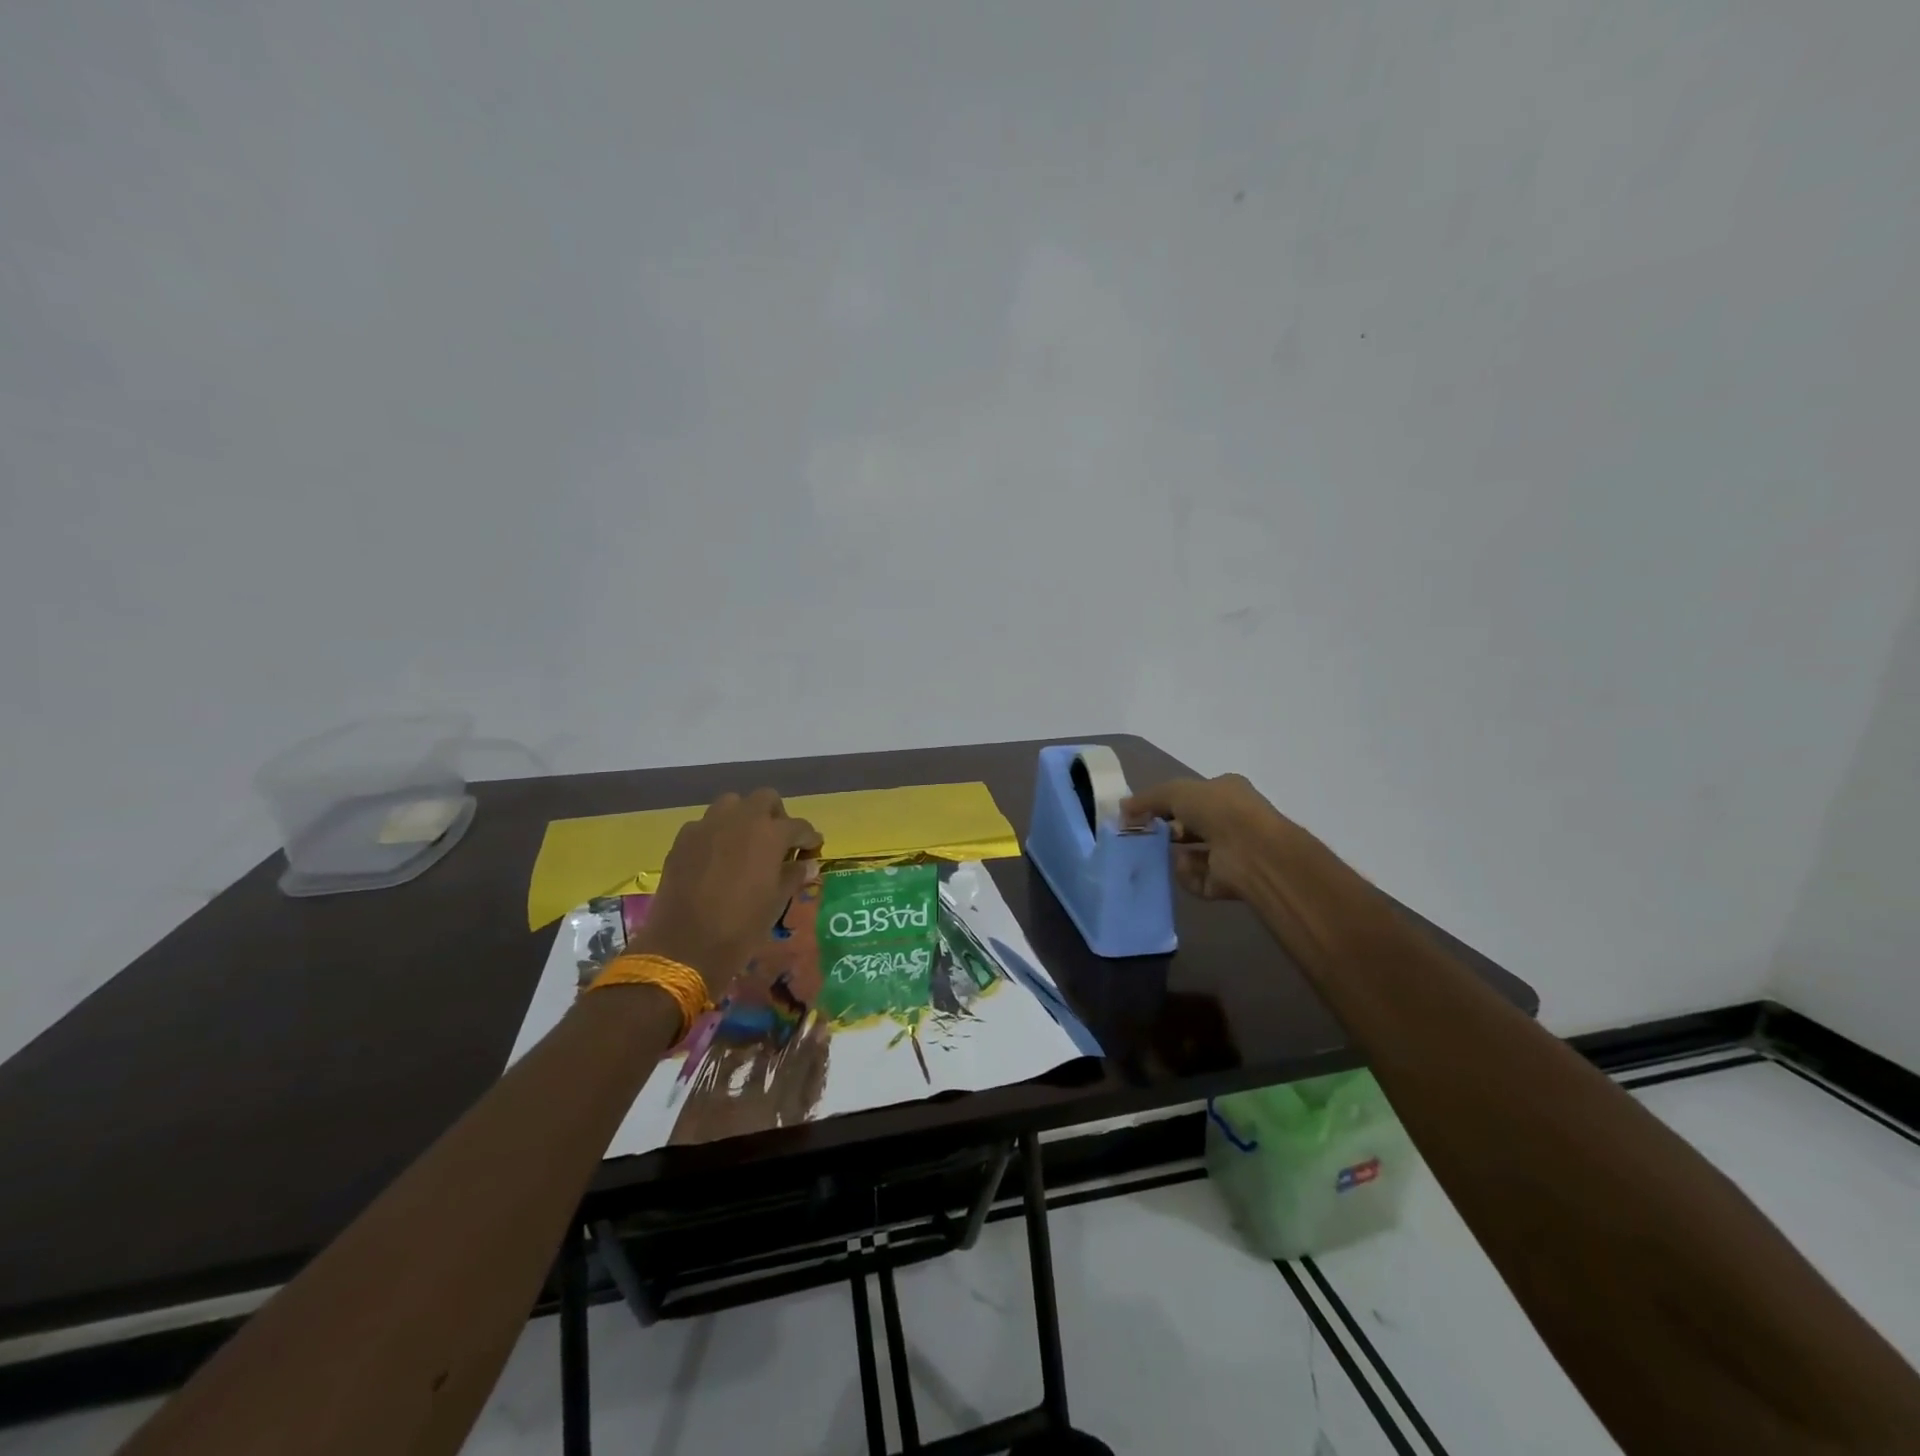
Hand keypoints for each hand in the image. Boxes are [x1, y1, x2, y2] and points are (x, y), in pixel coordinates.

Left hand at [632, 789, 820, 994]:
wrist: (685, 945)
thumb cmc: (742, 926)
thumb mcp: (776, 902)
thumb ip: (794, 875)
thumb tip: (808, 864)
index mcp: (770, 833)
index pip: (799, 826)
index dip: (809, 839)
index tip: (812, 850)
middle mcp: (740, 818)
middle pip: (765, 799)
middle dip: (776, 816)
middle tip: (778, 843)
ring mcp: (708, 825)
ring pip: (732, 804)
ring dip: (744, 818)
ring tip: (746, 845)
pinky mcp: (683, 839)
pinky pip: (706, 825)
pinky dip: (717, 834)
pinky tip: (717, 860)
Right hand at [1121, 773, 1292, 901]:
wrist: (1254, 852)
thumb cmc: (1219, 810)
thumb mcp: (1176, 791)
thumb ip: (1148, 799)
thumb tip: (1122, 808)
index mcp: (1226, 792)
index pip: (1191, 797)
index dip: (1164, 804)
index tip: (1140, 814)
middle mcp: (1232, 821)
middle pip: (1190, 827)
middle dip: (1168, 832)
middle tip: (1146, 836)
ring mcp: (1232, 853)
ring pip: (1192, 856)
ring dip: (1176, 856)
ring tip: (1162, 855)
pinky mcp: (1228, 882)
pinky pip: (1197, 880)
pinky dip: (1187, 877)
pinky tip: (1185, 869)